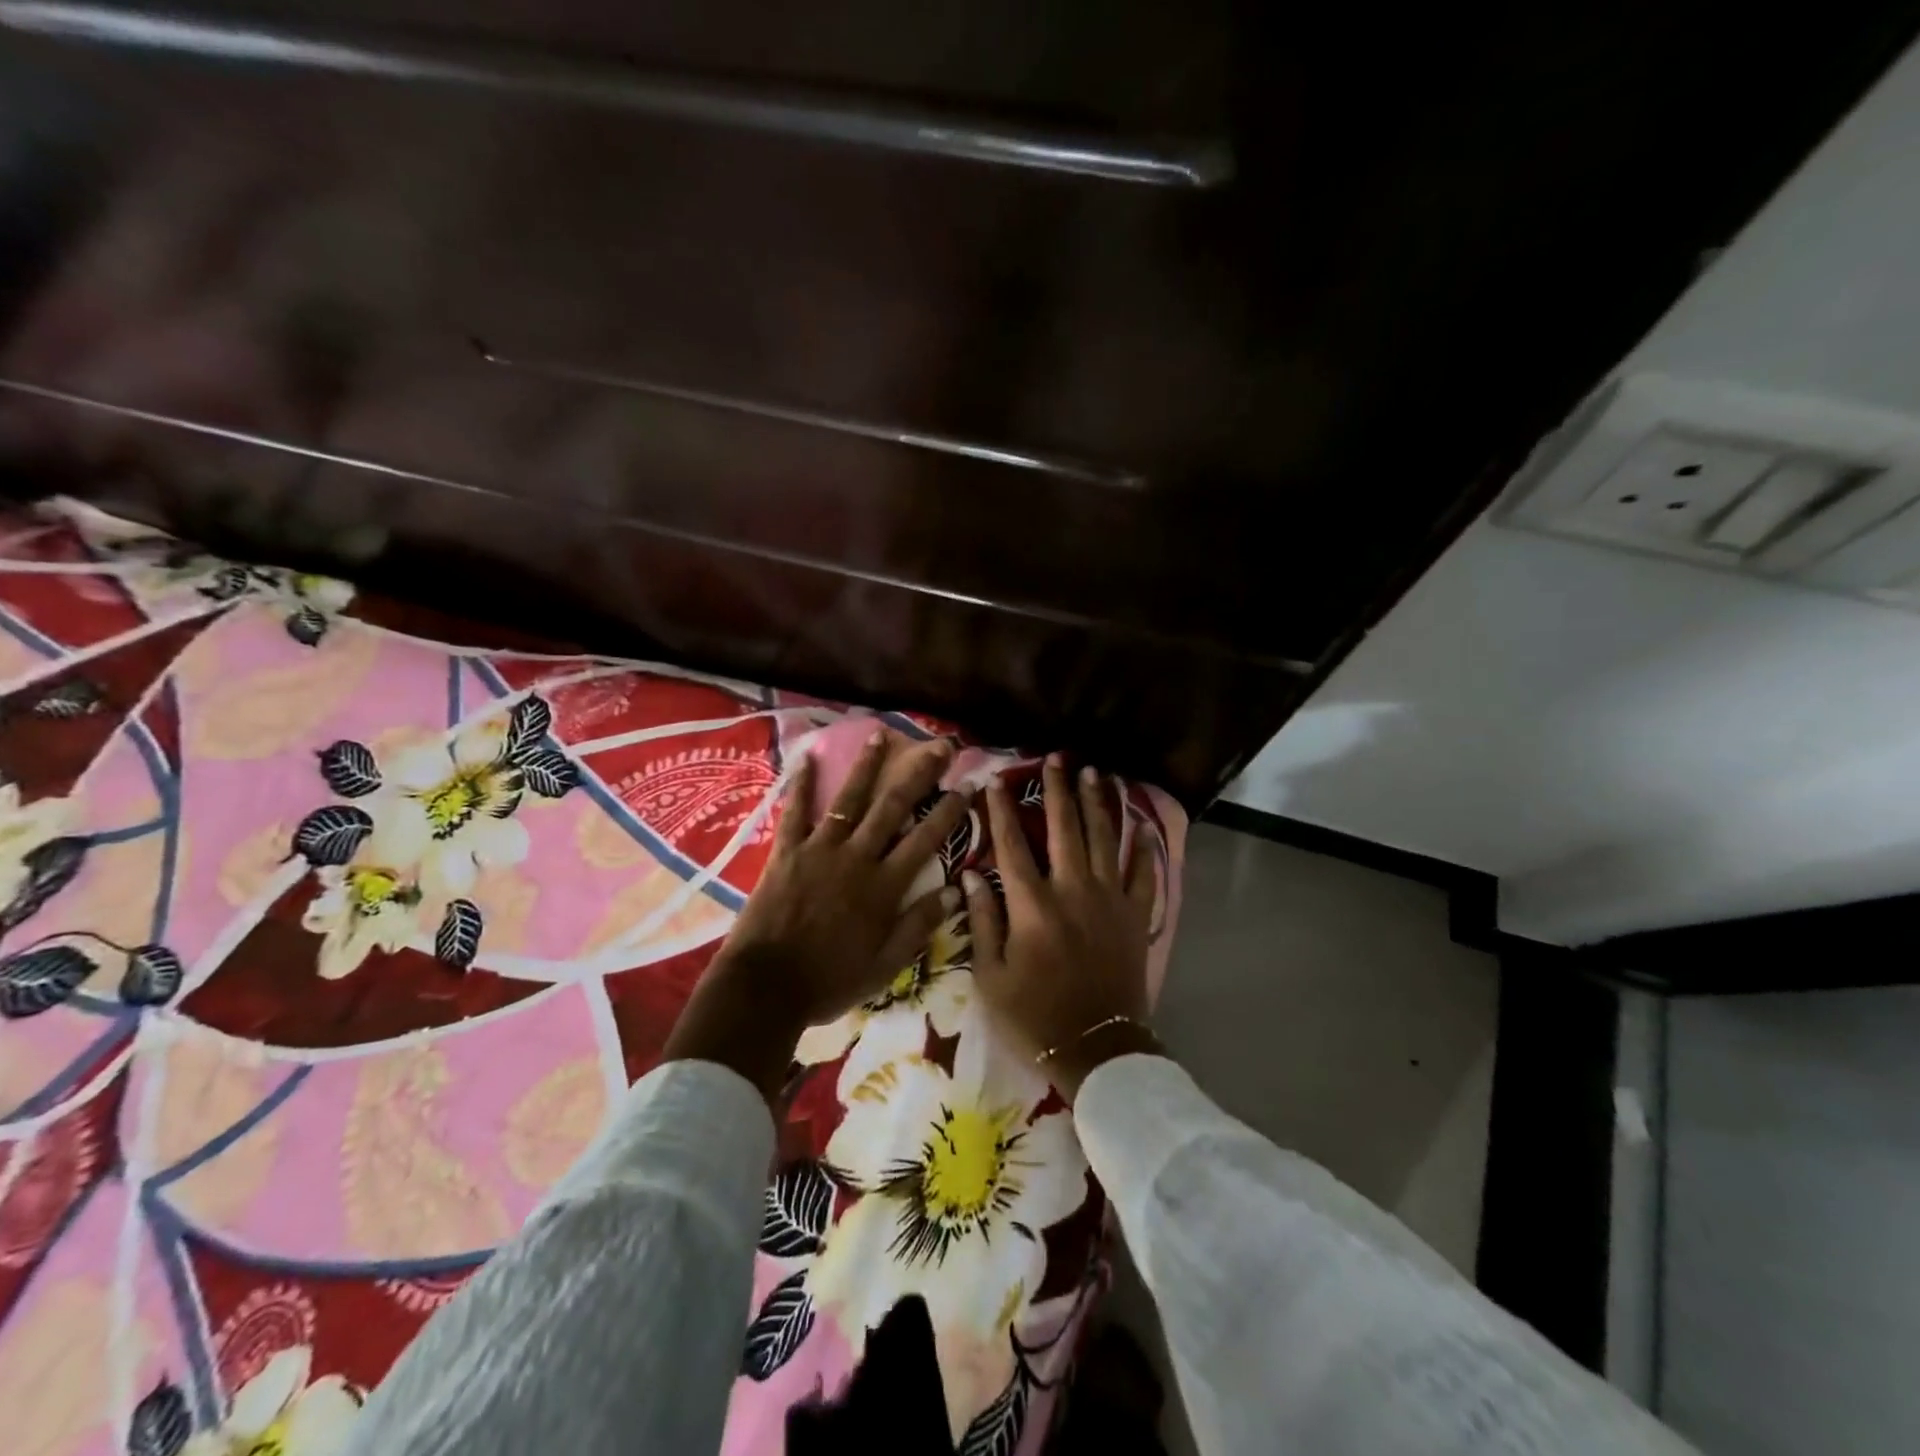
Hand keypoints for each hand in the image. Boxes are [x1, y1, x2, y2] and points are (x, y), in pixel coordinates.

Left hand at [664, 729, 970, 1099]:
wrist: (767, 987)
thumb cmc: (830, 981)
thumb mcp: (885, 966)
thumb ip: (918, 926)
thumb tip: (953, 891)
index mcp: (884, 887)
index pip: (926, 840)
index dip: (949, 812)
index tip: (966, 786)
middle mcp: (857, 858)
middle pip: (893, 808)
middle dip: (919, 775)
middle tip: (939, 746)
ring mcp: (820, 850)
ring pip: (849, 800)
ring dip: (867, 767)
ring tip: (880, 736)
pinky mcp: (787, 852)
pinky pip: (795, 812)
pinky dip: (801, 784)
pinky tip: (807, 757)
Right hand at [964, 754, 1163, 1101]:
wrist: (1096, 1049)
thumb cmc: (1034, 1016)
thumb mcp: (991, 977)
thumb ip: (983, 922)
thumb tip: (971, 875)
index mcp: (1032, 906)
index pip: (1012, 845)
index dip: (1001, 811)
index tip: (994, 781)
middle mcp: (1073, 890)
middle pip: (1065, 829)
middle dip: (1057, 790)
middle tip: (1055, 759)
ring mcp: (1110, 900)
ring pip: (1105, 839)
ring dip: (1098, 803)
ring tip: (1093, 773)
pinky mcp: (1136, 915)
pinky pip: (1143, 873)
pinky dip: (1143, 847)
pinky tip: (1141, 824)